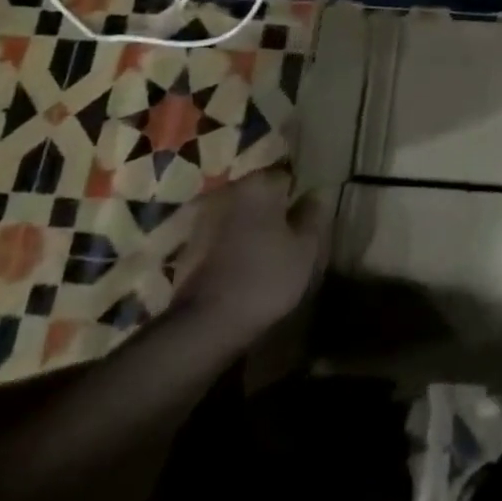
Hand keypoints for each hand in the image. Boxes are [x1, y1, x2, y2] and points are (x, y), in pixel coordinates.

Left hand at [173, 167, 327, 346]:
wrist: (204, 324)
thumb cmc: (265, 277)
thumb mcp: (305, 248)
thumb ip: (313, 215)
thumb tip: (315, 194)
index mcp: (259, 184)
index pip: (287, 176)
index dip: (299, 195)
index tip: (306, 216)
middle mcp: (228, 192)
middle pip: (258, 193)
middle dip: (272, 209)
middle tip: (288, 234)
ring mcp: (202, 219)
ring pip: (237, 214)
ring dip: (249, 226)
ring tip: (265, 253)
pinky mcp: (186, 247)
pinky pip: (219, 237)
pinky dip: (230, 245)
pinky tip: (241, 267)